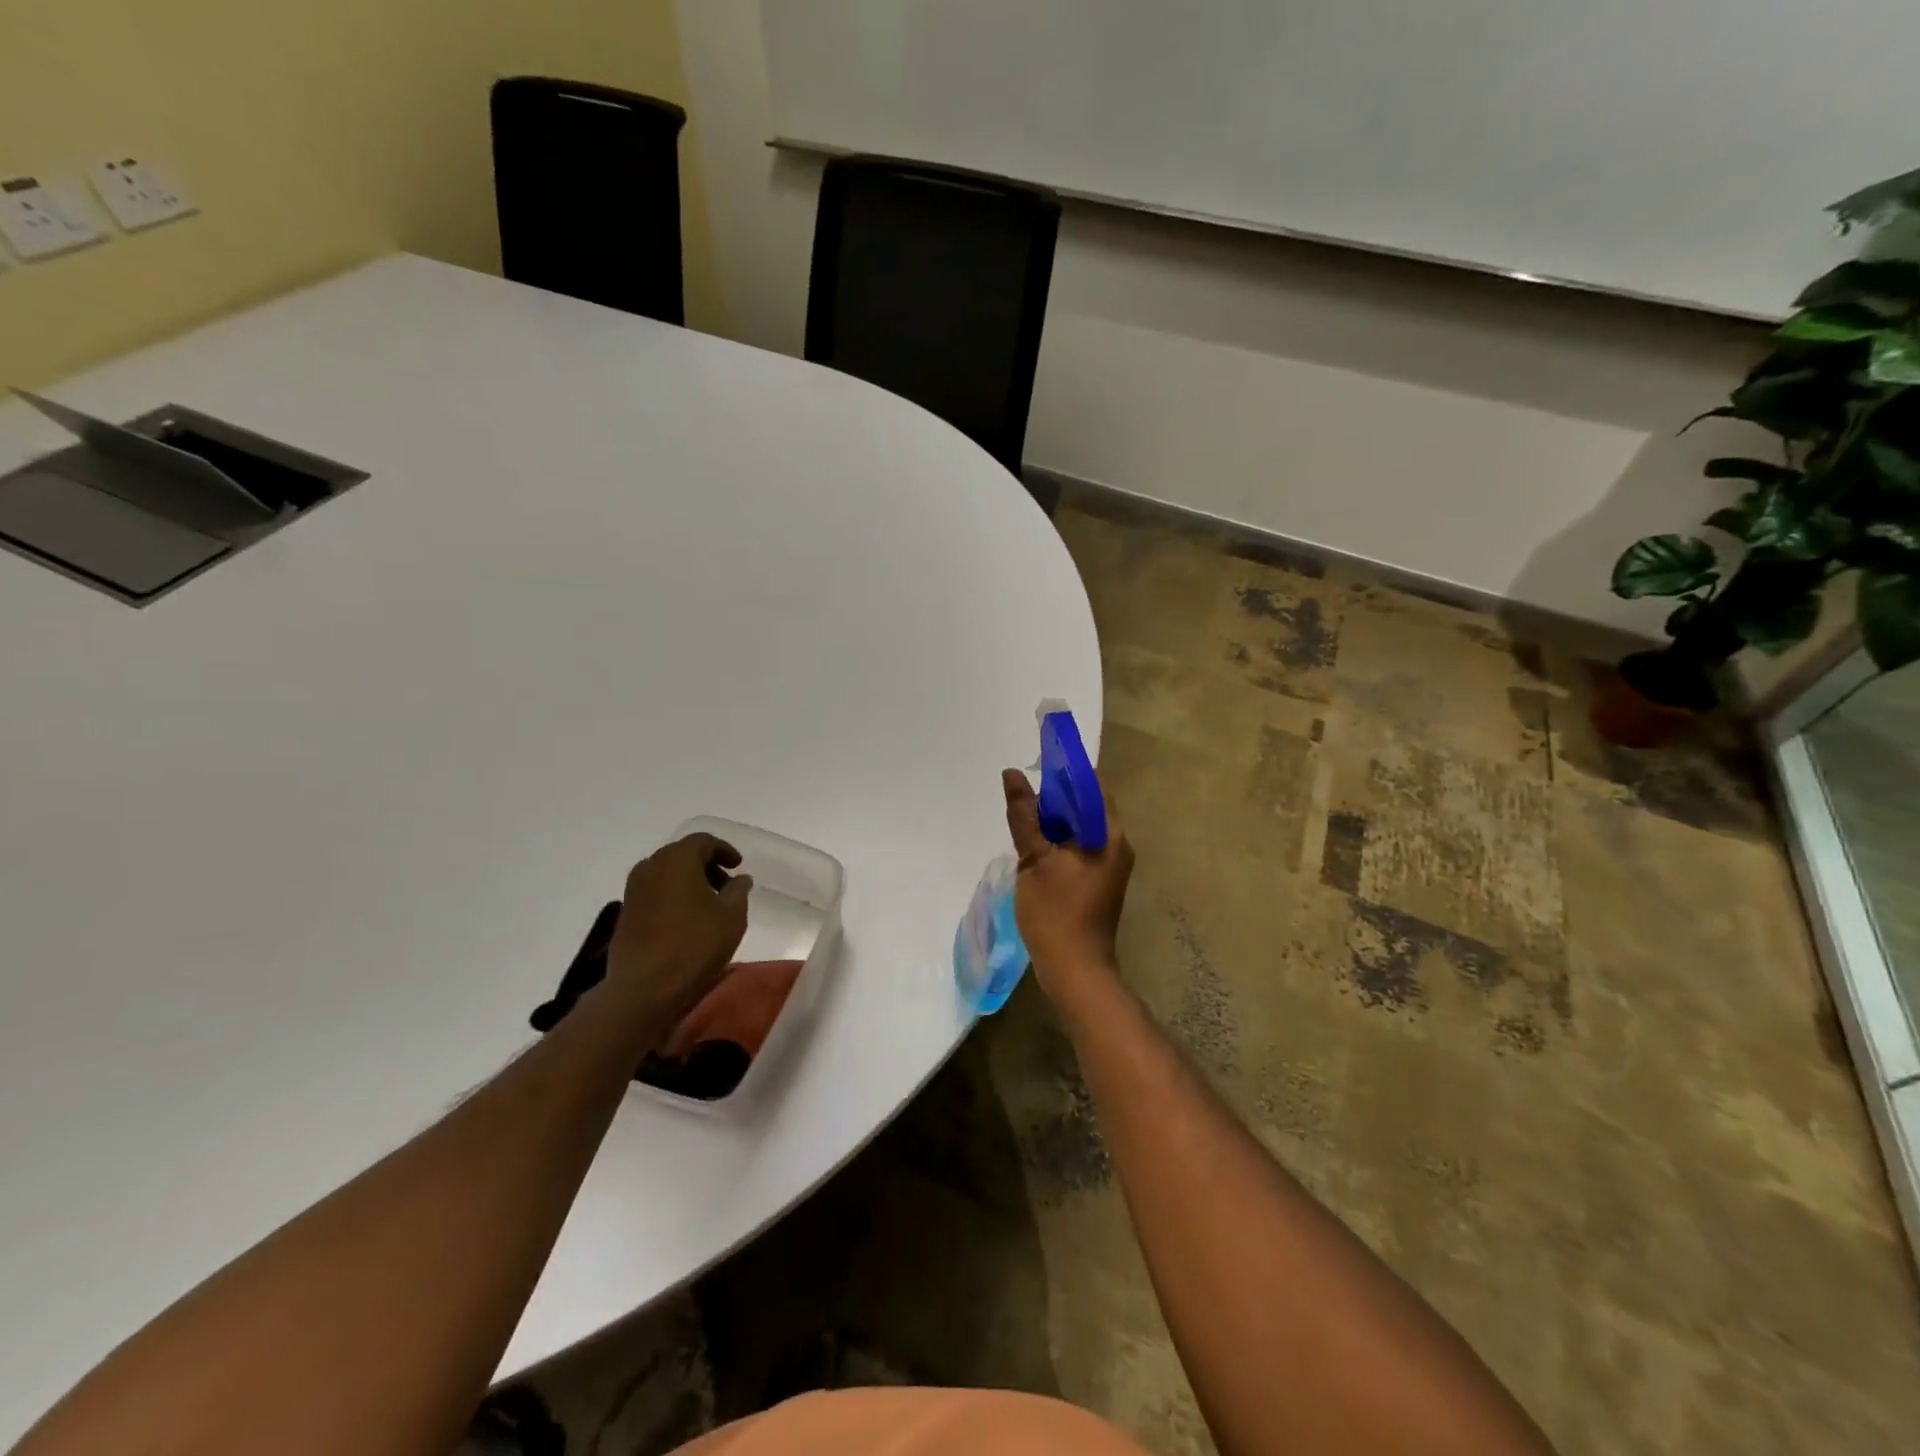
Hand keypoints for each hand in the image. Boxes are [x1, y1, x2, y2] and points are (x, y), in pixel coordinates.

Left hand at [604, 833, 752, 1035]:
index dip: (724, 850)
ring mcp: (633, 890)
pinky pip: (655, 892)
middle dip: (706, 865)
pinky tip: (687, 919)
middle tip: (726, 885)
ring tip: (708, 904)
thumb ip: (738, 890)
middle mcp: (650, 866)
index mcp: (677, 859)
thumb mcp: (732, 915)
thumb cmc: (694, 945)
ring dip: (689, 881)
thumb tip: (739, 879)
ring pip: (666, 873)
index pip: (703, 841)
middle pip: (682, 854)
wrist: (644, 988)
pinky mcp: (626, 913)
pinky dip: (673, 896)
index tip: (738, 866)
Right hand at [1002, 769, 1134, 999]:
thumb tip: (1012, 774)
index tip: (1037, 764)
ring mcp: (1109, 866)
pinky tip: (1033, 845)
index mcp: (1110, 835)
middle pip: (1087, 806)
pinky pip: (1078, 848)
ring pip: (1080, 828)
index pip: (1092, 786)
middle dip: (1056, 796)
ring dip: (1055, 820)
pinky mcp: (1097, 882)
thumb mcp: (1034, 859)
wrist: (1075, 971)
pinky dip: (1058, 841)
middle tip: (1023, 792)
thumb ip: (1023, 815)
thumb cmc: (1056, 913)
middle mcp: (1116, 845)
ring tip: (1024, 816)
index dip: (1065, 772)